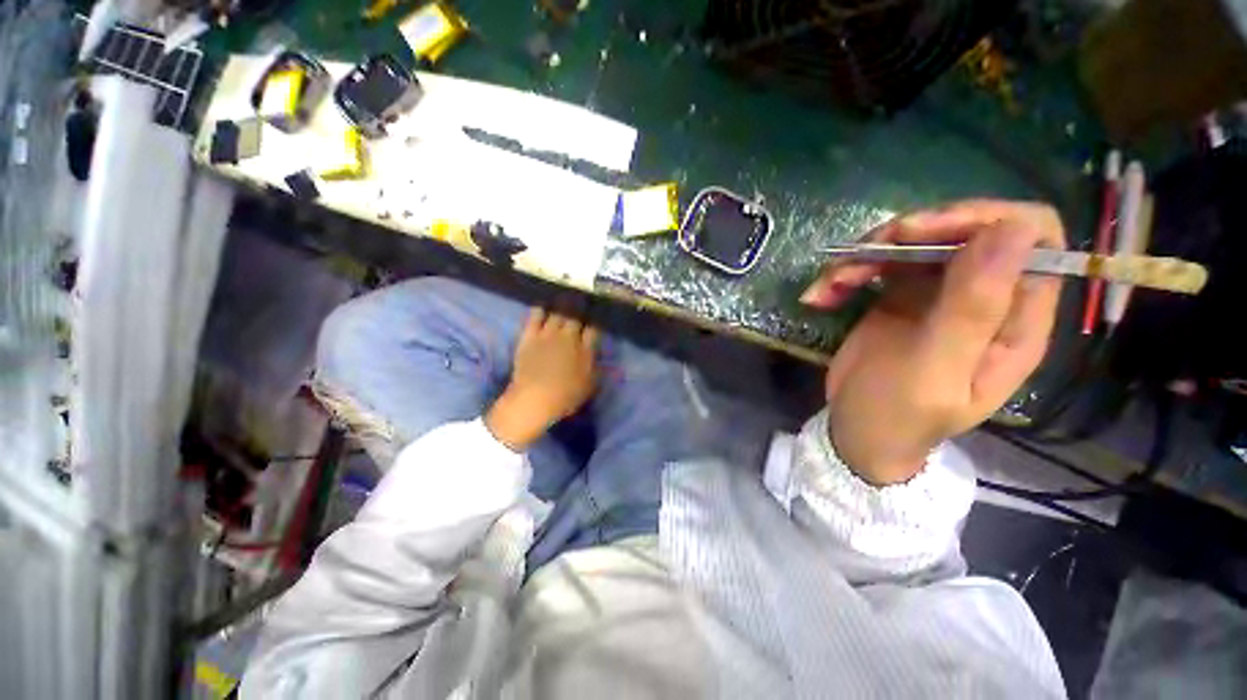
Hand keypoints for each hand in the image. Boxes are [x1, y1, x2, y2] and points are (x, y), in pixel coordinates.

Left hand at [485, 308, 598, 450]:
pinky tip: (543, 306)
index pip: (594, 328)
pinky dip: (540, 309)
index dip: (597, 321)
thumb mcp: (590, 386)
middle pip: (576, 316)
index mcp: (585, 349)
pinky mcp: (529, 335)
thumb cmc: (566, 396)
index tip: (598, 317)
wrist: (534, 398)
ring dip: (562, 306)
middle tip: (583, 302)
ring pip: (557, 313)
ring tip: (565, 299)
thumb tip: (604, 358)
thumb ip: (598, 369)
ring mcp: (548, 334)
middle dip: (581, 308)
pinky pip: (535, 316)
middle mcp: (568, 336)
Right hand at [801, 200, 1064, 484]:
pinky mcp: (899, 296)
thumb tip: (1012, 231)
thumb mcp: (933, 371)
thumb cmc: (898, 415)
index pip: (1032, 237)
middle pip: (969, 228)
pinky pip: (880, 264)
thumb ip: (972, 310)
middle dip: (912, 233)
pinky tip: (821, 296)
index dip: (982, 219)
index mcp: (1015, 320)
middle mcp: (985, 297)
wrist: (856, 431)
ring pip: (918, 241)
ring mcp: (940, 293)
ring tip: (832, 285)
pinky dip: (846, 273)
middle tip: (865, 255)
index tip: (920, 234)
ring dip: (868, 255)